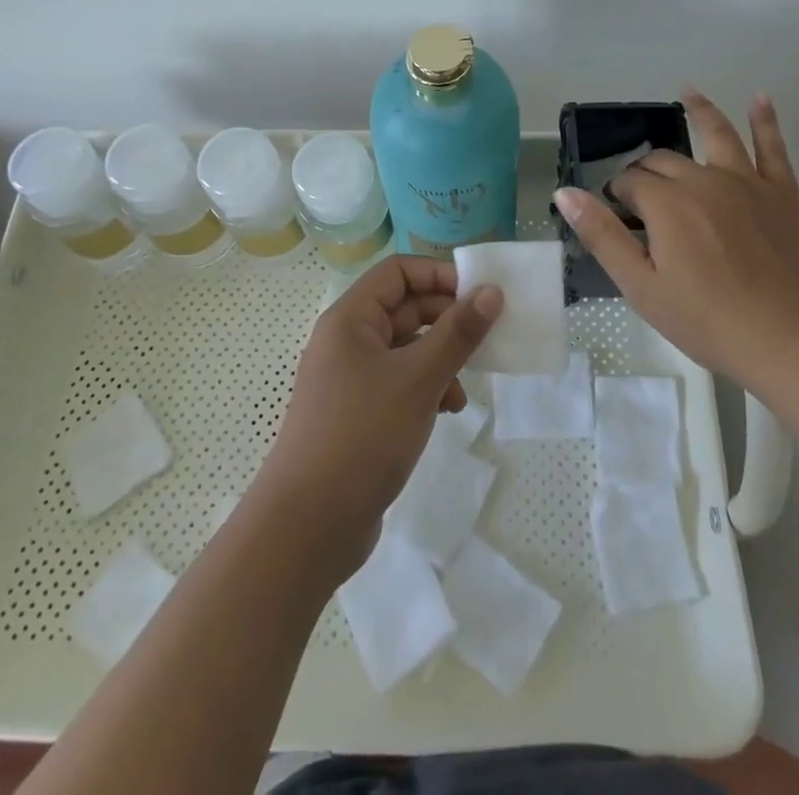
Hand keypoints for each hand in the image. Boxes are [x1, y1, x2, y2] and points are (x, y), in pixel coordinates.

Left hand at [251, 256, 501, 576]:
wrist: (307, 527)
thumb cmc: (362, 436)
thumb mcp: (419, 379)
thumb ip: (458, 333)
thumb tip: (491, 292)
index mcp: (350, 319)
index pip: (398, 272)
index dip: (439, 275)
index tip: (480, 295)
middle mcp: (346, 340)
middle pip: (404, 308)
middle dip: (446, 320)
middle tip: (485, 338)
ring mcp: (349, 378)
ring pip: (406, 347)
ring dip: (441, 357)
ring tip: (466, 384)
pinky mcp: (357, 413)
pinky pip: (399, 382)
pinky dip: (426, 388)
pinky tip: (448, 411)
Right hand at [553, 89, 798, 381]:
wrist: (792, 340)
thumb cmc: (709, 321)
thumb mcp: (642, 287)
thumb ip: (602, 236)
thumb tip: (565, 194)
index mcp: (667, 204)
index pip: (630, 183)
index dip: (618, 195)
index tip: (618, 215)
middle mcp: (703, 180)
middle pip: (665, 160)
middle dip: (647, 169)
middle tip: (641, 192)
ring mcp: (747, 182)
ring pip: (717, 134)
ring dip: (701, 110)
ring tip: (688, 92)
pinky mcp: (782, 192)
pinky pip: (773, 147)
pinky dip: (765, 120)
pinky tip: (760, 98)